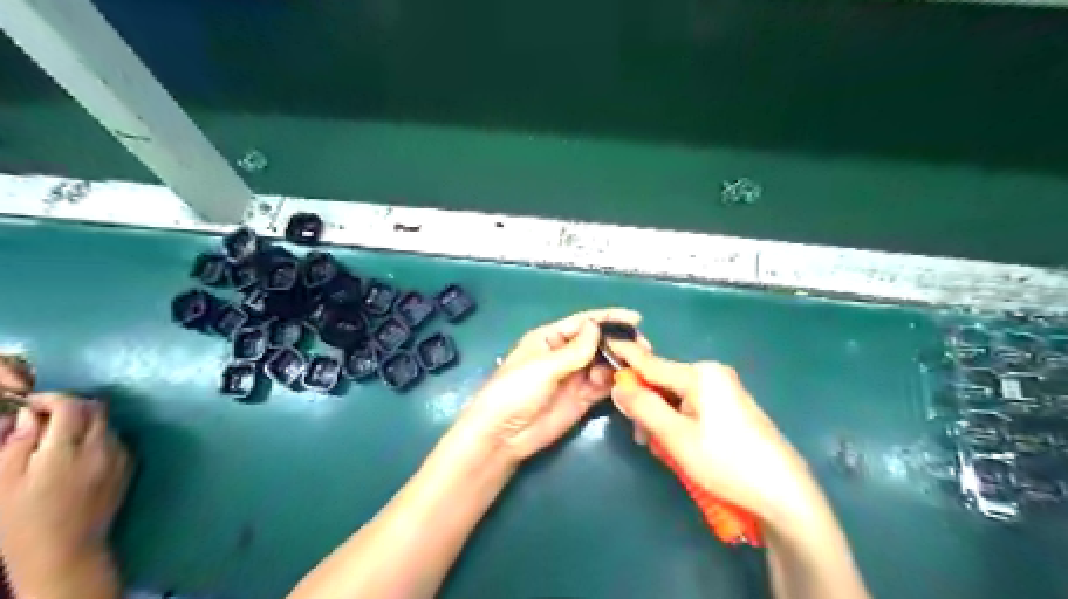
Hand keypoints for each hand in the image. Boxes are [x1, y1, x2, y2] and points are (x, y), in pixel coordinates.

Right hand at [0, 392, 131, 595]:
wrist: (66, 550)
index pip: (70, 406)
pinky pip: (115, 439)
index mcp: (67, 449)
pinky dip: (97, 437)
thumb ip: (18, 443)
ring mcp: (120, 455)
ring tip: (58, 438)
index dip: (51, 398)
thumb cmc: (22, 521)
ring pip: (107, 423)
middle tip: (44, 419)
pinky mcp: (129, 465)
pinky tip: (78, 454)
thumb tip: (30, 415)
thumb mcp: (3, 482)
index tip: (31, 404)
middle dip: (70, 406)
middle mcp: (102, 446)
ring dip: (85, 422)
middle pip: (96, 409)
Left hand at [455, 308, 646, 463]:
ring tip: (635, 367)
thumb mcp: (543, 366)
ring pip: (603, 364)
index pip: (583, 323)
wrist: (502, 435)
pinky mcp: (581, 399)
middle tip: (642, 348)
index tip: (636, 318)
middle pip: (597, 343)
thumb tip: (597, 326)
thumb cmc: (515, 391)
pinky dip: (614, 382)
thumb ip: (574, 350)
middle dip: (618, 343)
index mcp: (550, 338)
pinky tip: (622, 383)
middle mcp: (564, 355)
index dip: (609, 318)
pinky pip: (602, 386)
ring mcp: (574, 378)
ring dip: (619, 363)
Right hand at [609, 345, 819, 526]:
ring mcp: (724, 391)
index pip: (651, 363)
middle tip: (644, 439)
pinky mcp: (731, 409)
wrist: (784, 495)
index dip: (625, 357)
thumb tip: (618, 385)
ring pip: (676, 400)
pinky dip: (679, 425)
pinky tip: (682, 450)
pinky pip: (692, 409)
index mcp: (700, 374)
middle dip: (647, 408)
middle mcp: (712, 375)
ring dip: (662, 421)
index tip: (604, 345)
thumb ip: (643, 407)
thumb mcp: (675, 436)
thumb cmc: (725, 462)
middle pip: (663, 384)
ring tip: (666, 452)